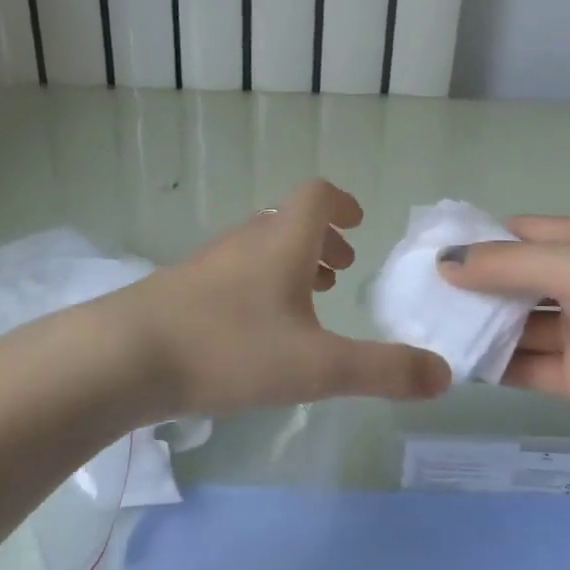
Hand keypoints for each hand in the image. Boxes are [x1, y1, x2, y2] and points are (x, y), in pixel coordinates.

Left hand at [107, 179, 451, 419]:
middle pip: (288, 221)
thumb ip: (384, 371)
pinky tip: (256, 330)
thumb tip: (445, 374)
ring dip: (289, 263)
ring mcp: (210, 262)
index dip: (342, 203)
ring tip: (306, 301)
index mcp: (282, 240)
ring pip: (259, 247)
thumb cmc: (230, 348)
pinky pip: (234, 272)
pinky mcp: (182, 288)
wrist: (125, 356)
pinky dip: (259, 285)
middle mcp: (246, 240)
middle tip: (341, 269)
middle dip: (321, 240)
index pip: (317, 195)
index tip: (359, 223)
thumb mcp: (318, 367)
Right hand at [437, 217, 569, 471]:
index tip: (421, 255)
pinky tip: (454, 366)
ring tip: (421, 332)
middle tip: (409, 298)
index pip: (515, 234)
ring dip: (475, 327)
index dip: (471, 241)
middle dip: (466, 287)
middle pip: (509, 280)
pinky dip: (493, 365)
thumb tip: (445, 263)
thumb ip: (508, 264)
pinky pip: (525, 365)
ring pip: (513, 324)